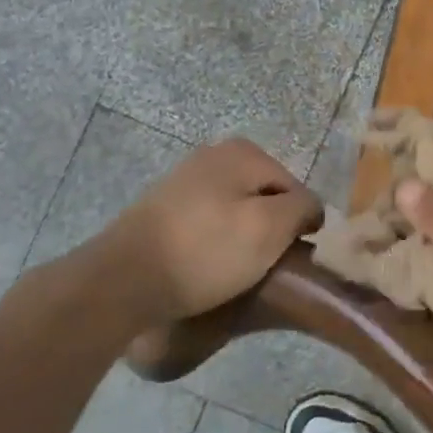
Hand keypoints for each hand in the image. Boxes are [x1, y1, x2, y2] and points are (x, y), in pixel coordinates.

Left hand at [91, 138, 321, 324]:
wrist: (121, 280)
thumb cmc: (206, 251)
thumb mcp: (270, 228)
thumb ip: (303, 208)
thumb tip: (311, 208)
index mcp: (244, 152)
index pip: (297, 190)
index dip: (299, 226)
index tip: (288, 257)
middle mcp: (214, 154)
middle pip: (266, 198)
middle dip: (269, 229)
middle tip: (262, 265)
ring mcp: (185, 179)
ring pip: (237, 210)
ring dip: (241, 238)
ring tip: (233, 271)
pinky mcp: (163, 207)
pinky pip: (208, 222)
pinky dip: (213, 242)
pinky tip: (205, 266)